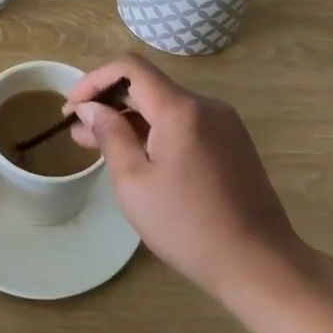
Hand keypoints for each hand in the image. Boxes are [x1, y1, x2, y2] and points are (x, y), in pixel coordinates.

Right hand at [67, 56, 300, 300]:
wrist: (260, 264)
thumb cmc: (188, 226)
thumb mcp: (134, 183)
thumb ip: (110, 136)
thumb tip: (90, 108)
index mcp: (180, 109)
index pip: (130, 68)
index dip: (95, 80)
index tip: (72, 107)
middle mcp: (205, 105)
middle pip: (148, 86)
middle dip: (109, 102)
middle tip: (79, 130)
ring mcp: (223, 123)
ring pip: (166, 106)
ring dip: (131, 118)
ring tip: (100, 144)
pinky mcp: (232, 142)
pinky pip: (185, 123)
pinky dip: (156, 130)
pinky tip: (138, 156)